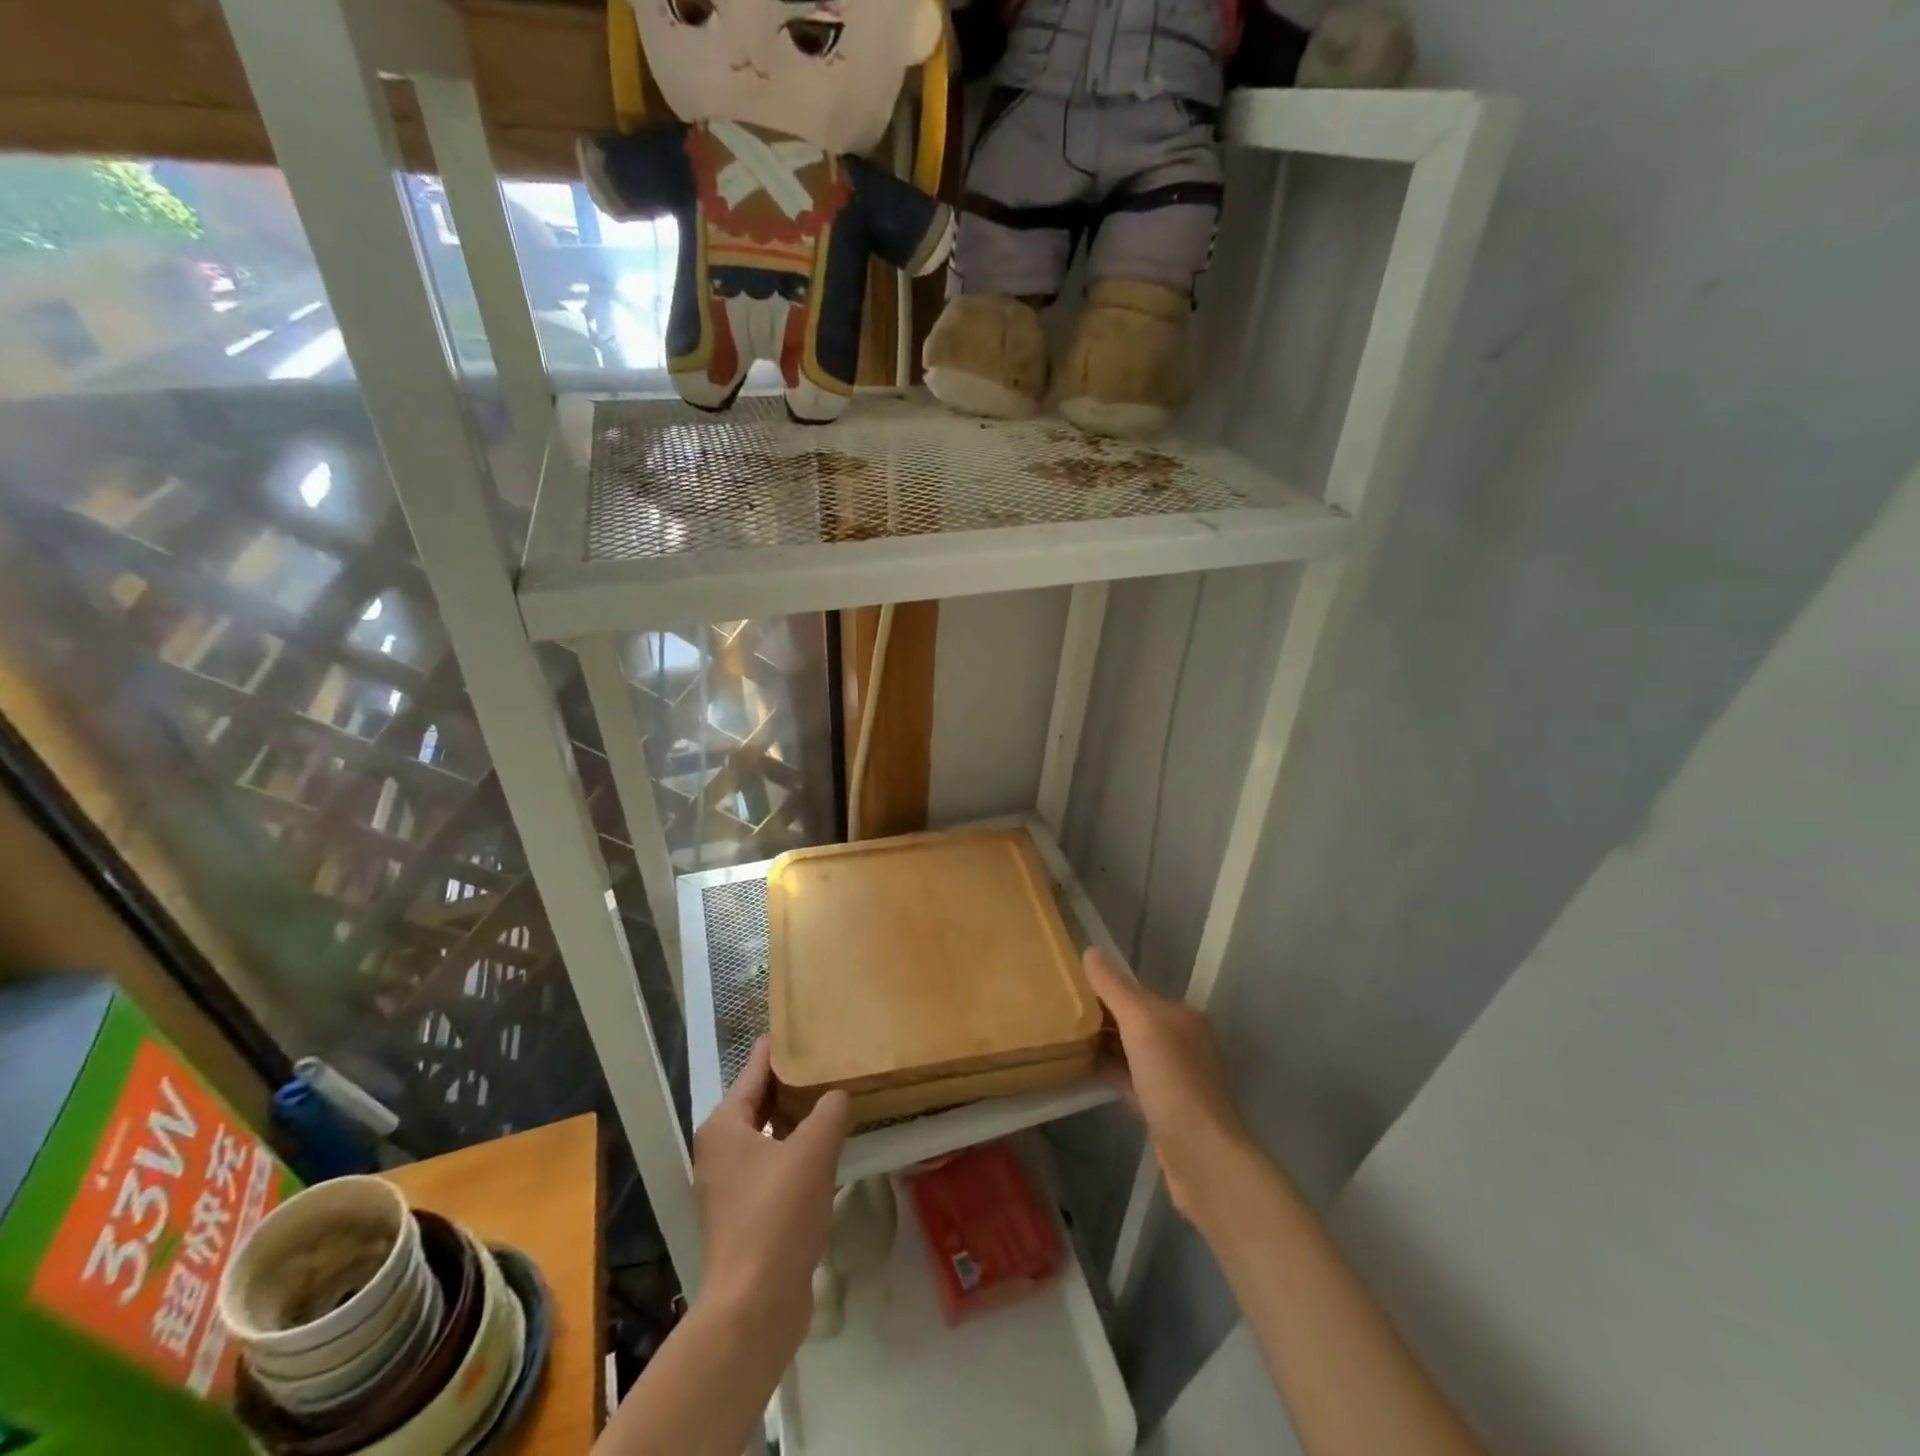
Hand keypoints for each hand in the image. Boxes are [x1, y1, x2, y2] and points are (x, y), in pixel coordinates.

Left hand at [691, 1038, 850, 1347]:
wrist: (754, 1308)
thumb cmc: (776, 1217)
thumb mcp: (812, 1152)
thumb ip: (829, 1111)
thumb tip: (838, 1095)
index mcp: (725, 1125)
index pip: (755, 1067)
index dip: (783, 1045)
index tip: (809, 1022)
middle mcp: (721, 1148)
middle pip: (762, 1099)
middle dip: (796, 1081)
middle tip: (833, 1058)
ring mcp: (732, 1183)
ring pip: (771, 1133)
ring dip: (801, 1118)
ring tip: (838, 1096)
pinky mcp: (748, 1212)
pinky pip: (777, 1164)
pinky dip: (800, 1150)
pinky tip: (831, 1148)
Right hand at [1083, 948, 1252, 1222]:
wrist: (1203, 1159)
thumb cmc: (1173, 1082)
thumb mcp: (1142, 1025)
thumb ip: (1115, 988)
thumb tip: (1091, 951)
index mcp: (1181, 1017)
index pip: (1135, 992)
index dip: (1102, 988)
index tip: (1066, 987)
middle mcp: (1181, 1042)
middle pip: (1132, 1020)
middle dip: (1100, 1015)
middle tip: (1057, 1012)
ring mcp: (1173, 1078)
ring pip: (1129, 1051)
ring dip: (1102, 1043)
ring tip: (1062, 1037)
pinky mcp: (1162, 1108)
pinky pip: (1128, 1079)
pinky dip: (1108, 1071)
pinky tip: (1081, 1070)